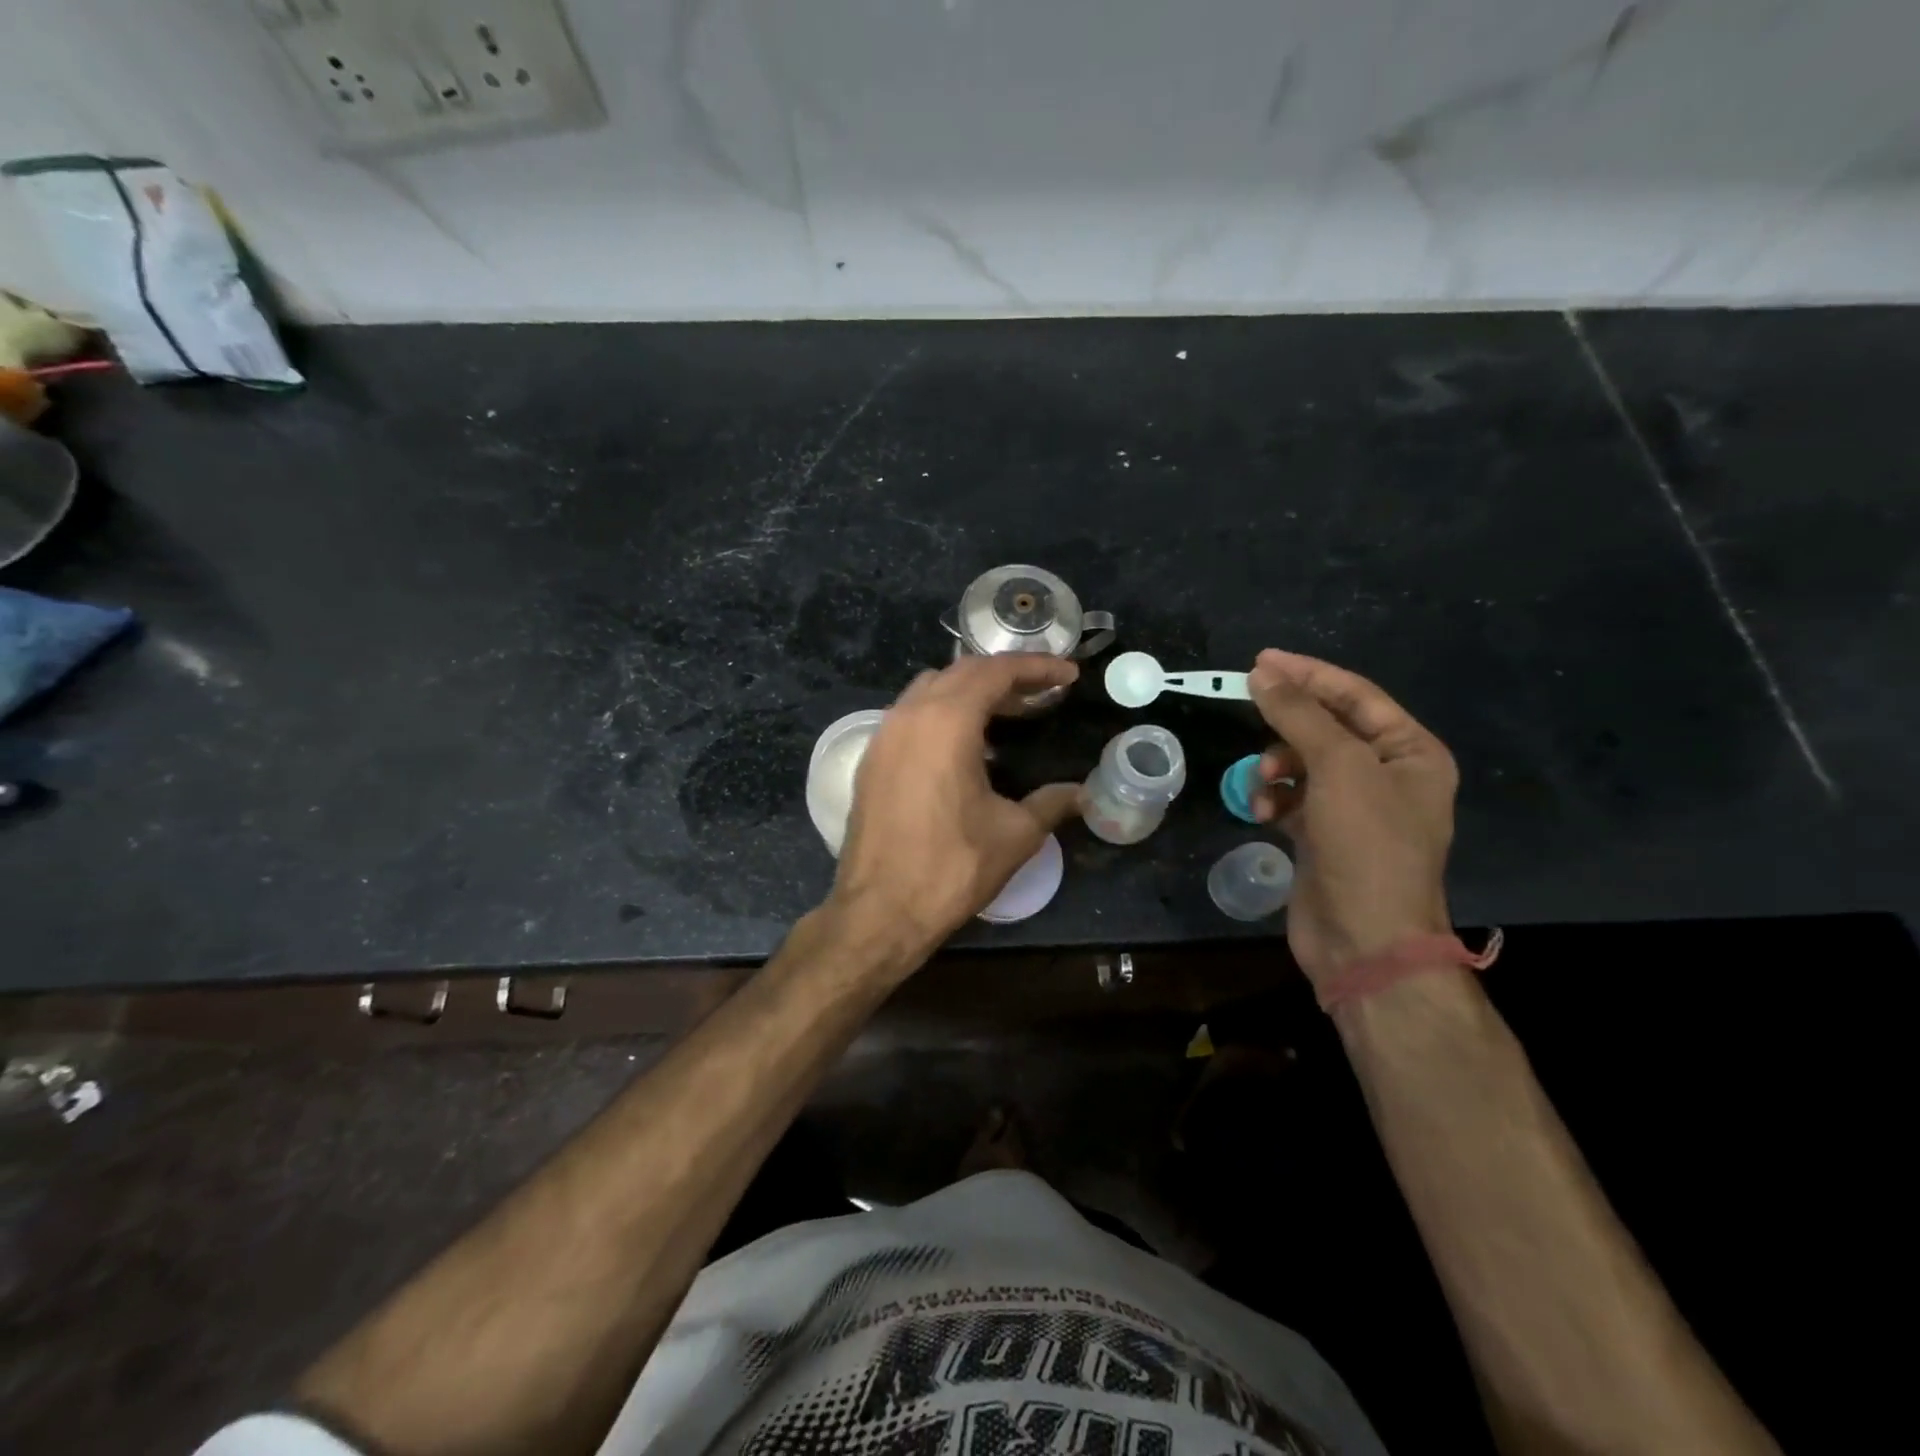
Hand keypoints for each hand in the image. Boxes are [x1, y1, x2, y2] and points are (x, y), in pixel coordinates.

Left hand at [830, 654, 1084, 955]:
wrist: (880, 911)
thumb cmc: (952, 867)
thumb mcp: (1015, 834)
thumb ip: (1051, 803)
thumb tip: (1082, 793)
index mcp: (946, 721)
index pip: (996, 672)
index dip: (1037, 668)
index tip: (1068, 676)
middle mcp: (909, 715)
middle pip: (962, 673)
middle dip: (1006, 676)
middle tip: (1043, 693)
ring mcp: (883, 736)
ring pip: (931, 690)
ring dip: (971, 692)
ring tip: (1008, 714)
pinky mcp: (871, 760)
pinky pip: (911, 716)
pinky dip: (942, 714)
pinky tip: (965, 745)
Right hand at [1245, 649, 1457, 987]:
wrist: (1365, 940)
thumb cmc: (1366, 845)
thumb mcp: (1337, 768)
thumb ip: (1299, 716)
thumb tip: (1263, 674)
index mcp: (1410, 752)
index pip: (1356, 696)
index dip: (1308, 675)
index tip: (1259, 661)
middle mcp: (1386, 776)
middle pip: (1326, 728)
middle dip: (1287, 726)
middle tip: (1250, 712)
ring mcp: (1354, 809)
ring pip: (1302, 764)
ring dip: (1275, 767)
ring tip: (1263, 783)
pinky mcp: (1323, 836)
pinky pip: (1291, 799)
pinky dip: (1273, 800)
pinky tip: (1262, 814)